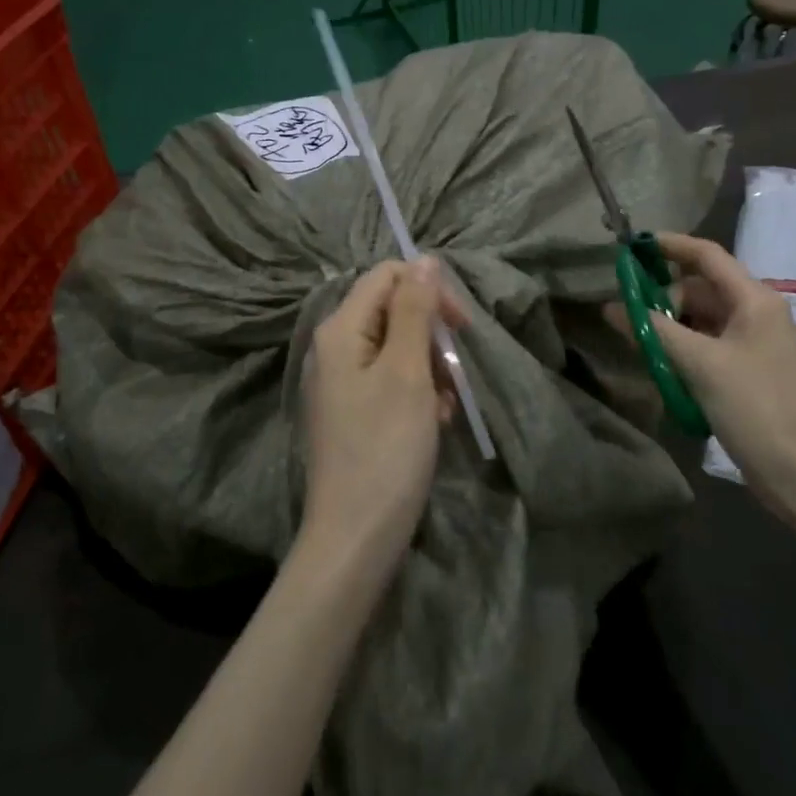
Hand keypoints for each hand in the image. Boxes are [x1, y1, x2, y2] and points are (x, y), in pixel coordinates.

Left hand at [300, 259, 463, 579]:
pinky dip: (418, 394)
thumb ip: (414, 311)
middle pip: (393, 312)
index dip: (428, 291)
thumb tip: (424, 259)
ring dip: (430, 369)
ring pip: (398, 348)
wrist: (355, 536)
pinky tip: (434, 423)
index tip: (461, 327)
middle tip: (454, 375)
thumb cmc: (385, 449)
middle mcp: (334, 347)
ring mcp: (341, 381)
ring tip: (444, 408)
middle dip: (431, 337)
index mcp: (340, 330)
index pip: (388, 277)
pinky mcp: (352, 410)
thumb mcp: (407, 372)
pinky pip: (391, 381)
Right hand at [621, 233, 795, 511]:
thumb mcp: (699, 364)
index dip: (668, 245)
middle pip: (698, 288)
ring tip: (639, 343)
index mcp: (754, 300)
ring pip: (698, 319)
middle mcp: (754, 314)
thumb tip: (611, 306)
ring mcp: (750, 344)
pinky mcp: (743, 371)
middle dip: (661, 297)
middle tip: (629, 318)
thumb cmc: (756, 407)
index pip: (706, 255)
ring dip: (667, 327)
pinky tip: (658, 365)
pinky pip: (703, 346)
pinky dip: (679, 349)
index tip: (629, 247)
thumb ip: (653, 330)